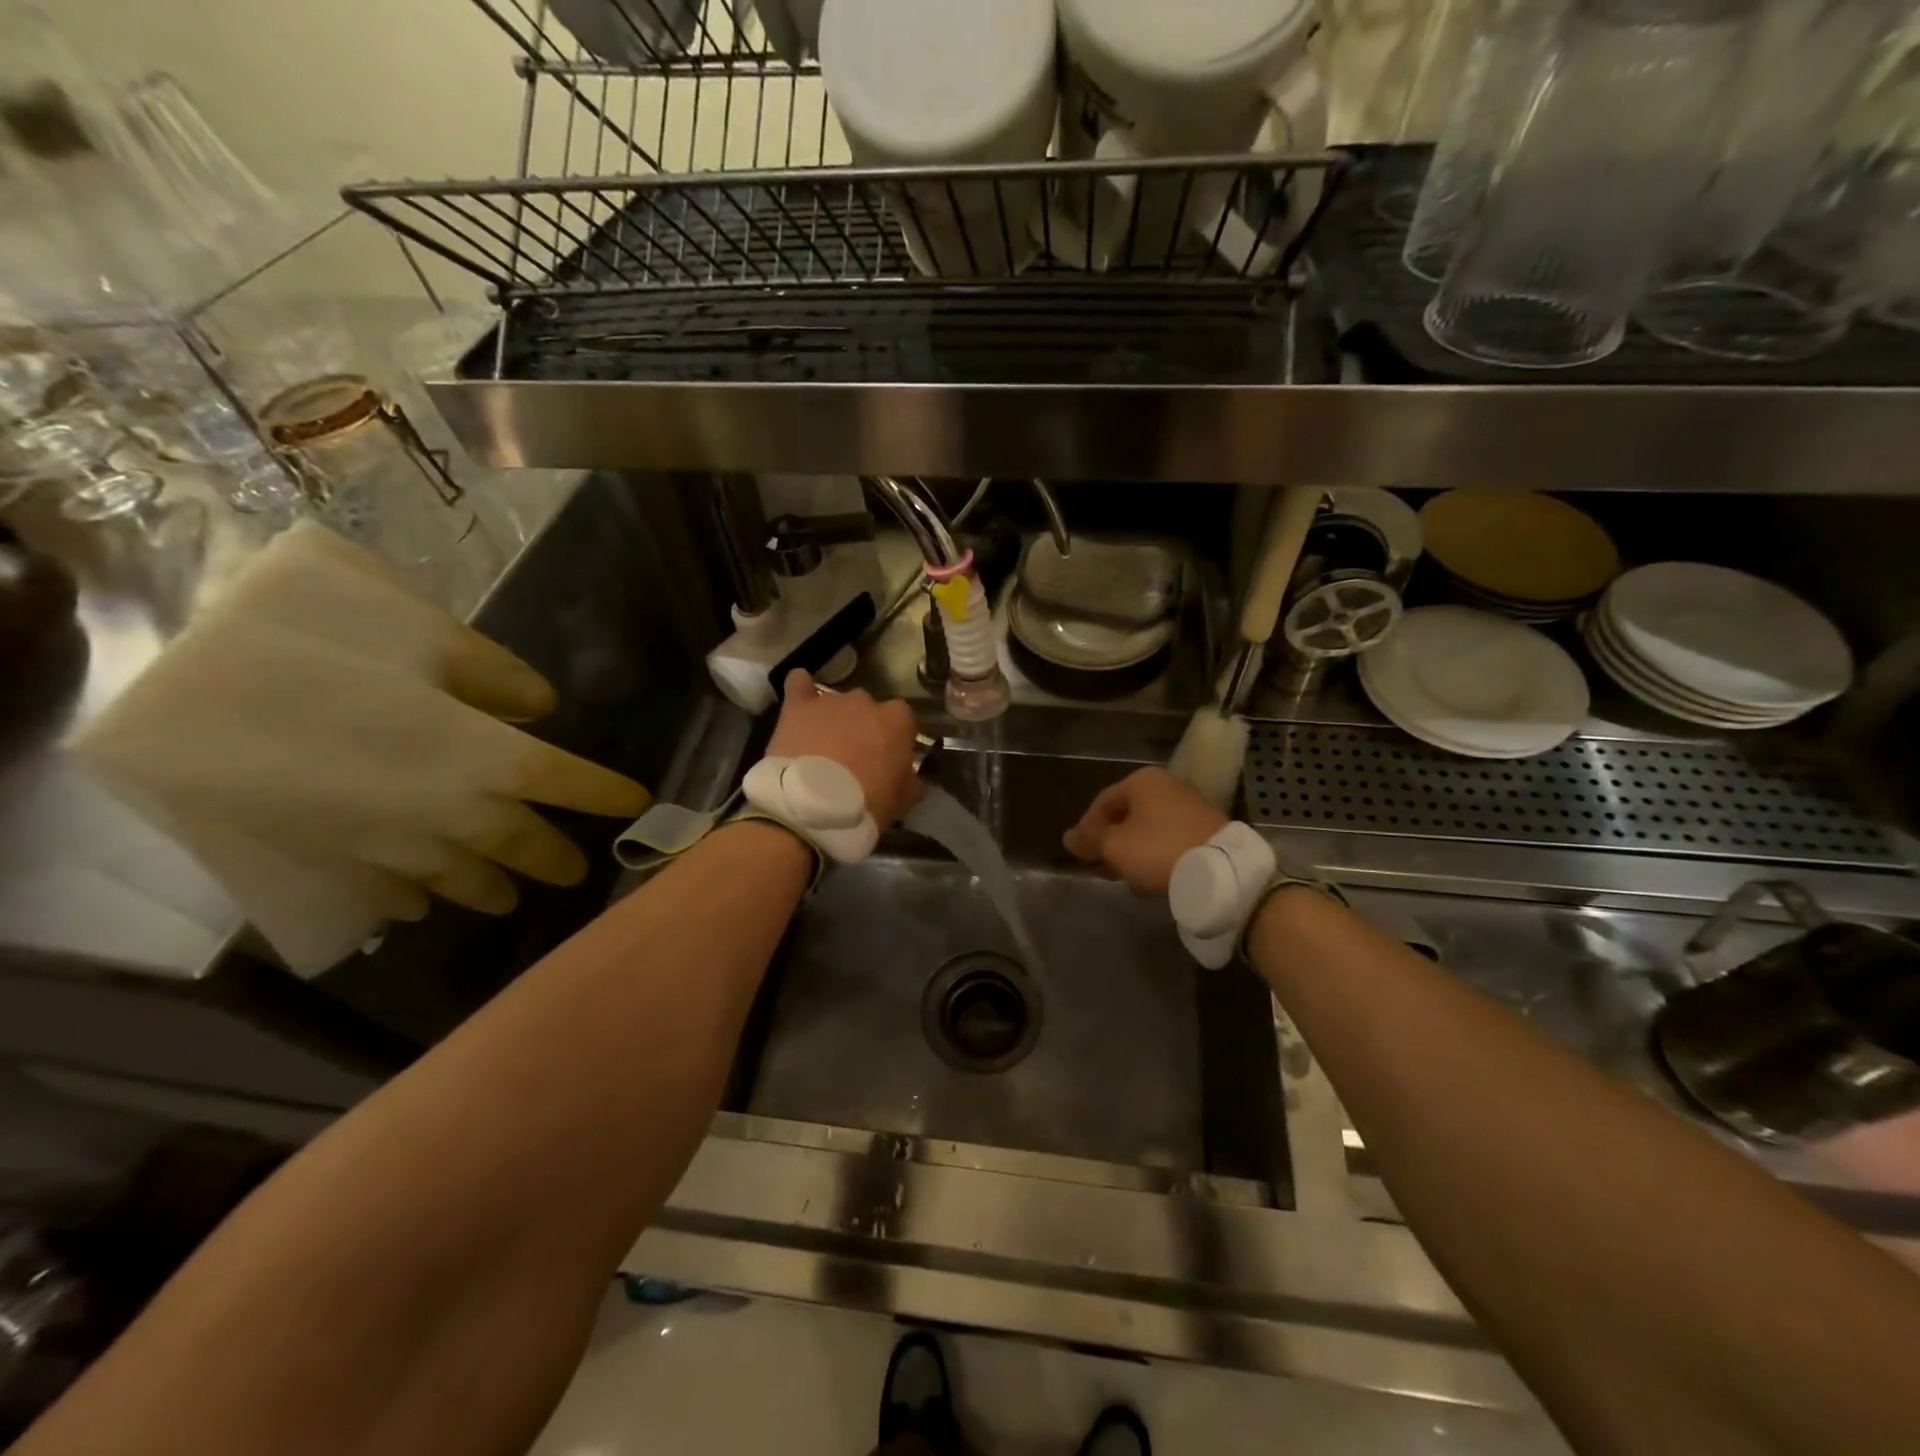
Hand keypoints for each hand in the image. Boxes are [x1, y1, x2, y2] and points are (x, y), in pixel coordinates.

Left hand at [767, 670, 923, 825]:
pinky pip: (798, 684)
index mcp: (897, 720)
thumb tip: (910, 778)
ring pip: (836, 703)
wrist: (812, 806)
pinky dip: (800, 689)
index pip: (902, 720)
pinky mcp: (798, 706)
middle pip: (867, 709)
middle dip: (862, 728)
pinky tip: (801, 704)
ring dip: (832, 720)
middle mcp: (866, 701)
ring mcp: (830, 700)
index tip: (887, 760)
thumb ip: (909, 783)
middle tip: (853, 758)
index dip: (893, 739)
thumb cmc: (865, 804)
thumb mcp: (901, 801)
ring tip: (821, 747)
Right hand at [1064, 766, 1228, 896]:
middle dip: (1110, 844)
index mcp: (1142, 781)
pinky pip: (1170, 841)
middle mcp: (1167, 786)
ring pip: (1148, 830)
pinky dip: (1156, 857)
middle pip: (1126, 816)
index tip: (1080, 855)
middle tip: (1100, 868)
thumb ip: (1089, 840)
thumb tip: (1069, 838)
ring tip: (1125, 879)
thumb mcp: (1114, 846)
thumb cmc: (1157, 850)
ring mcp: (1190, 806)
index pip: (1102, 802)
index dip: (1086, 829)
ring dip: (1132, 853)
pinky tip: (1150, 881)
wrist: (1220, 870)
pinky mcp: (1207, 829)